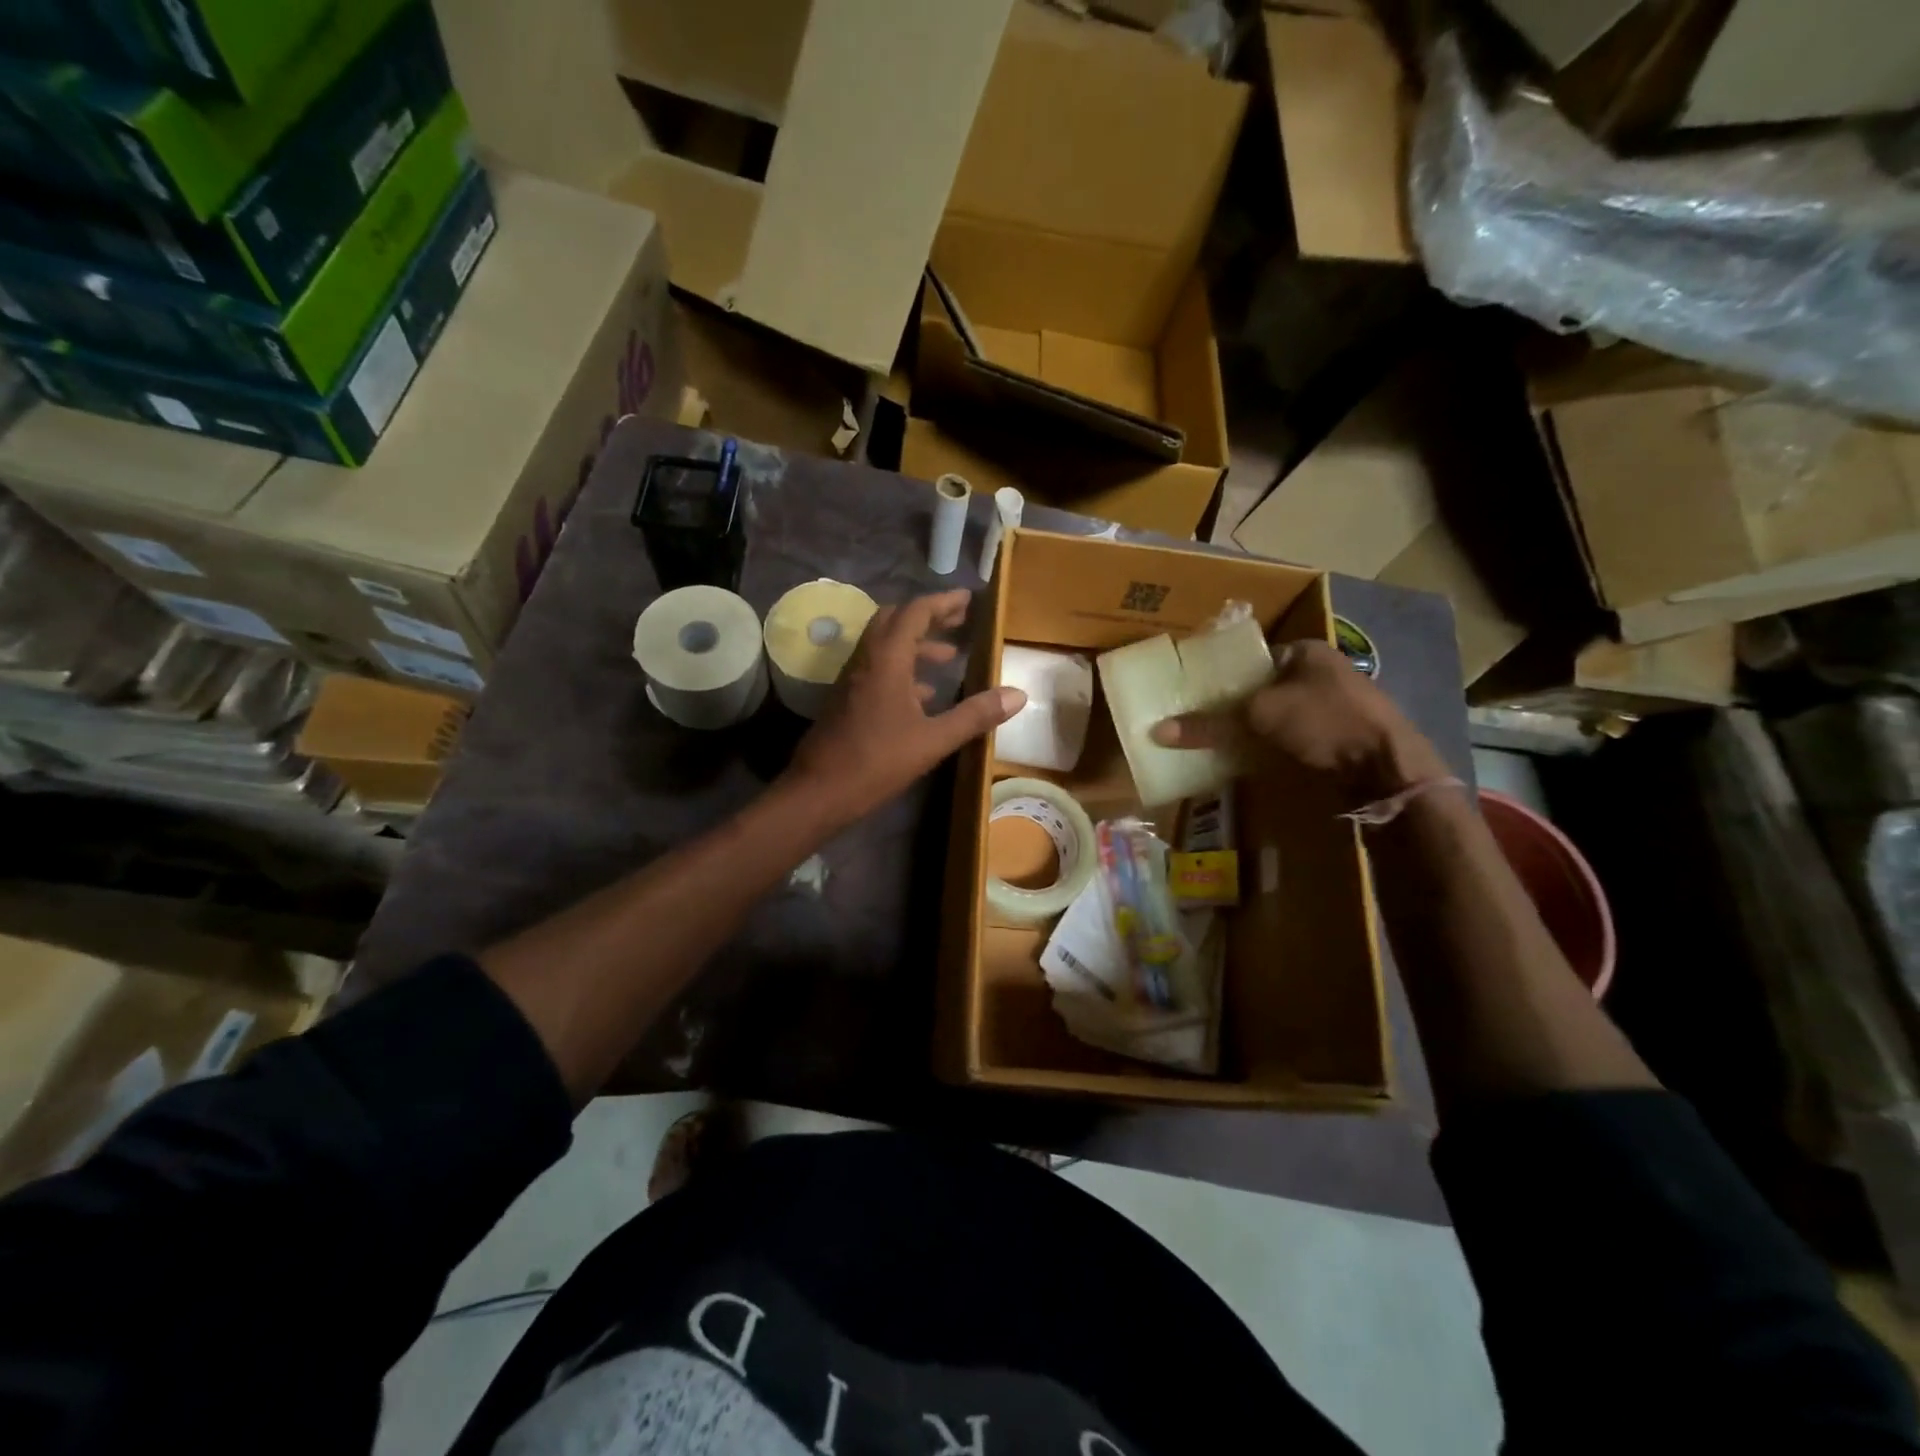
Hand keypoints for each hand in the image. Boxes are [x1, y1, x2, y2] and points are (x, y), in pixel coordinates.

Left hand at [784, 590, 1024, 828]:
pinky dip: (902, 670)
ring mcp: (852, 680)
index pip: (914, 613)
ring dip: (915, 645)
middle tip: (958, 622)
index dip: (942, 602)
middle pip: (895, 621)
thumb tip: (1018, 695)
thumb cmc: (877, 762)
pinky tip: (923, 695)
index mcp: (886, 660)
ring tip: (949, 657)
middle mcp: (866, 660)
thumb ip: (975, 715)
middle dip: (928, 618)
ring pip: (885, 646)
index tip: (967, 600)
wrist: (818, 792)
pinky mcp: (846, 700)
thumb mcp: (933, 740)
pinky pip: (877, 670)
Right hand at [1151, 639, 1448, 810]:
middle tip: (1199, 721)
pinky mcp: (1337, 739)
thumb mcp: (1260, 716)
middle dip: (1233, 707)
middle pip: (1262, 689)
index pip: (1253, 658)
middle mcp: (1321, 674)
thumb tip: (1158, 731)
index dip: (1223, 675)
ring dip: (1250, 730)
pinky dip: (1269, 748)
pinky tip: (1247, 760)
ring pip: (1276, 717)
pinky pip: (1290, 739)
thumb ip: (1209, 723)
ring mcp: (1332, 708)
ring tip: (1214, 743)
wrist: (1386, 768)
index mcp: (1307, 652)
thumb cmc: (1324, 721)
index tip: (1195, 694)